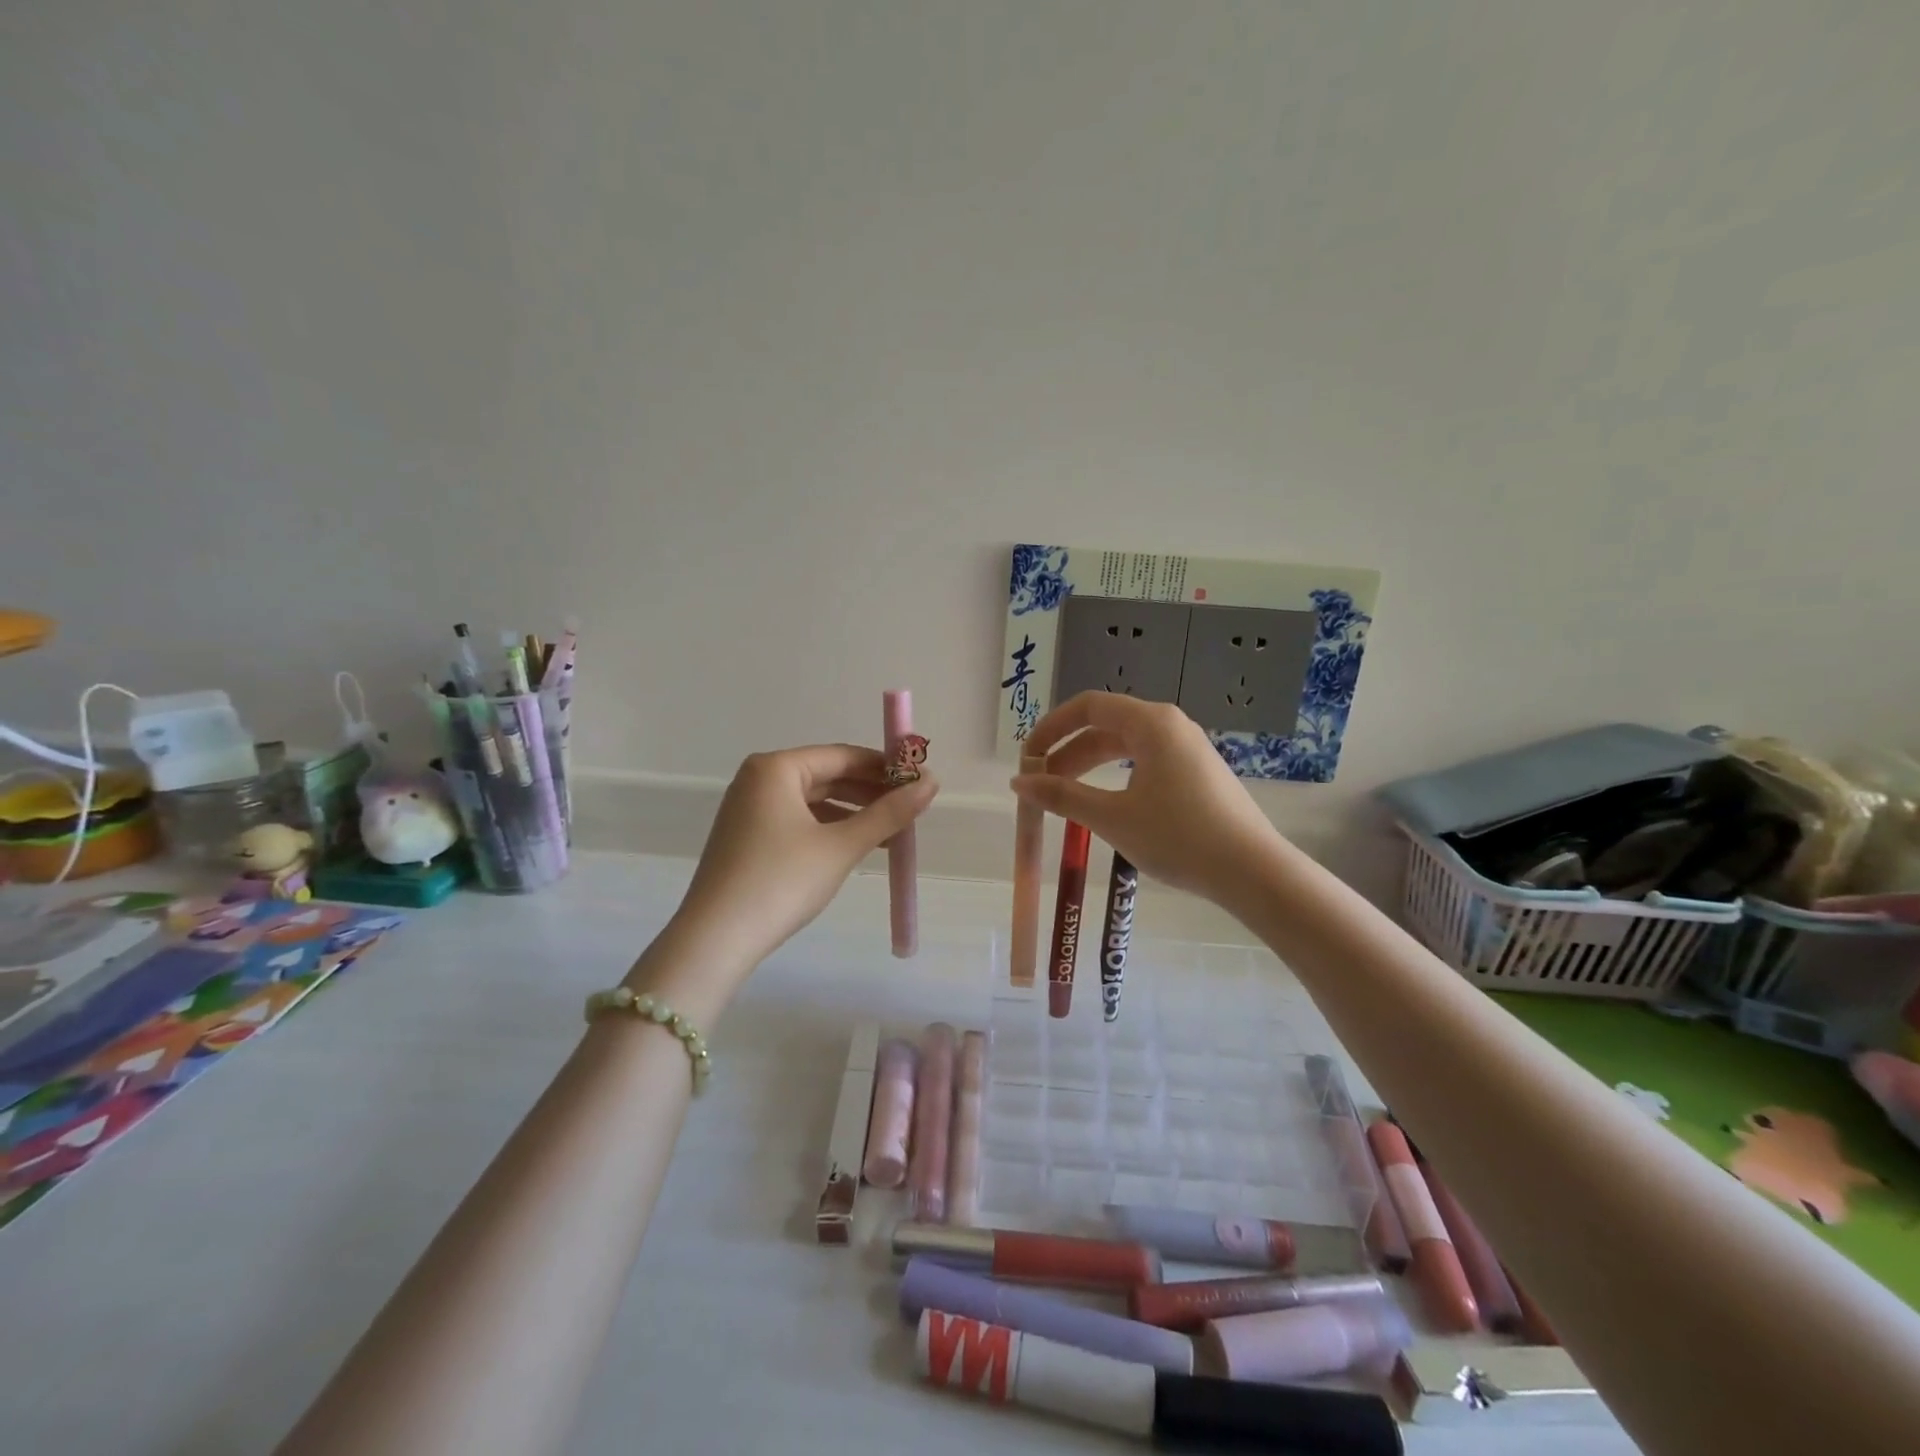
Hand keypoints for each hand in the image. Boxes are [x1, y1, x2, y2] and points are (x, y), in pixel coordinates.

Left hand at [633, 745, 937, 1016]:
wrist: (716, 939)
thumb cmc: (782, 881)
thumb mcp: (842, 846)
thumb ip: (889, 813)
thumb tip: (932, 783)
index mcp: (776, 768)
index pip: (843, 755)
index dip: (886, 767)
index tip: (920, 781)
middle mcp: (758, 779)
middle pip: (828, 775)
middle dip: (871, 792)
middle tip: (912, 809)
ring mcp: (749, 809)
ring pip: (815, 800)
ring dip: (854, 814)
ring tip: (893, 833)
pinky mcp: (747, 837)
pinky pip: (798, 821)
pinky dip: (830, 830)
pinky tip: (857, 847)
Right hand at [1012, 693, 1278, 909]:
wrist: (1252, 871)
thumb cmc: (1178, 837)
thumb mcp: (1113, 817)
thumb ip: (1062, 796)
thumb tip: (1019, 782)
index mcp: (1151, 723)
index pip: (1088, 706)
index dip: (1051, 727)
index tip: (1027, 757)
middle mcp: (1170, 725)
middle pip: (1105, 725)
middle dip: (1067, 752)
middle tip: (1039, 784)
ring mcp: (1187, 748)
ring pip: (1125, 746)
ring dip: (1090, 765)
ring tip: (1064, 796)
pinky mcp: (1197, 773)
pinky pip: (1145, 761)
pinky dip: (1115, 776)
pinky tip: (1106, 803)